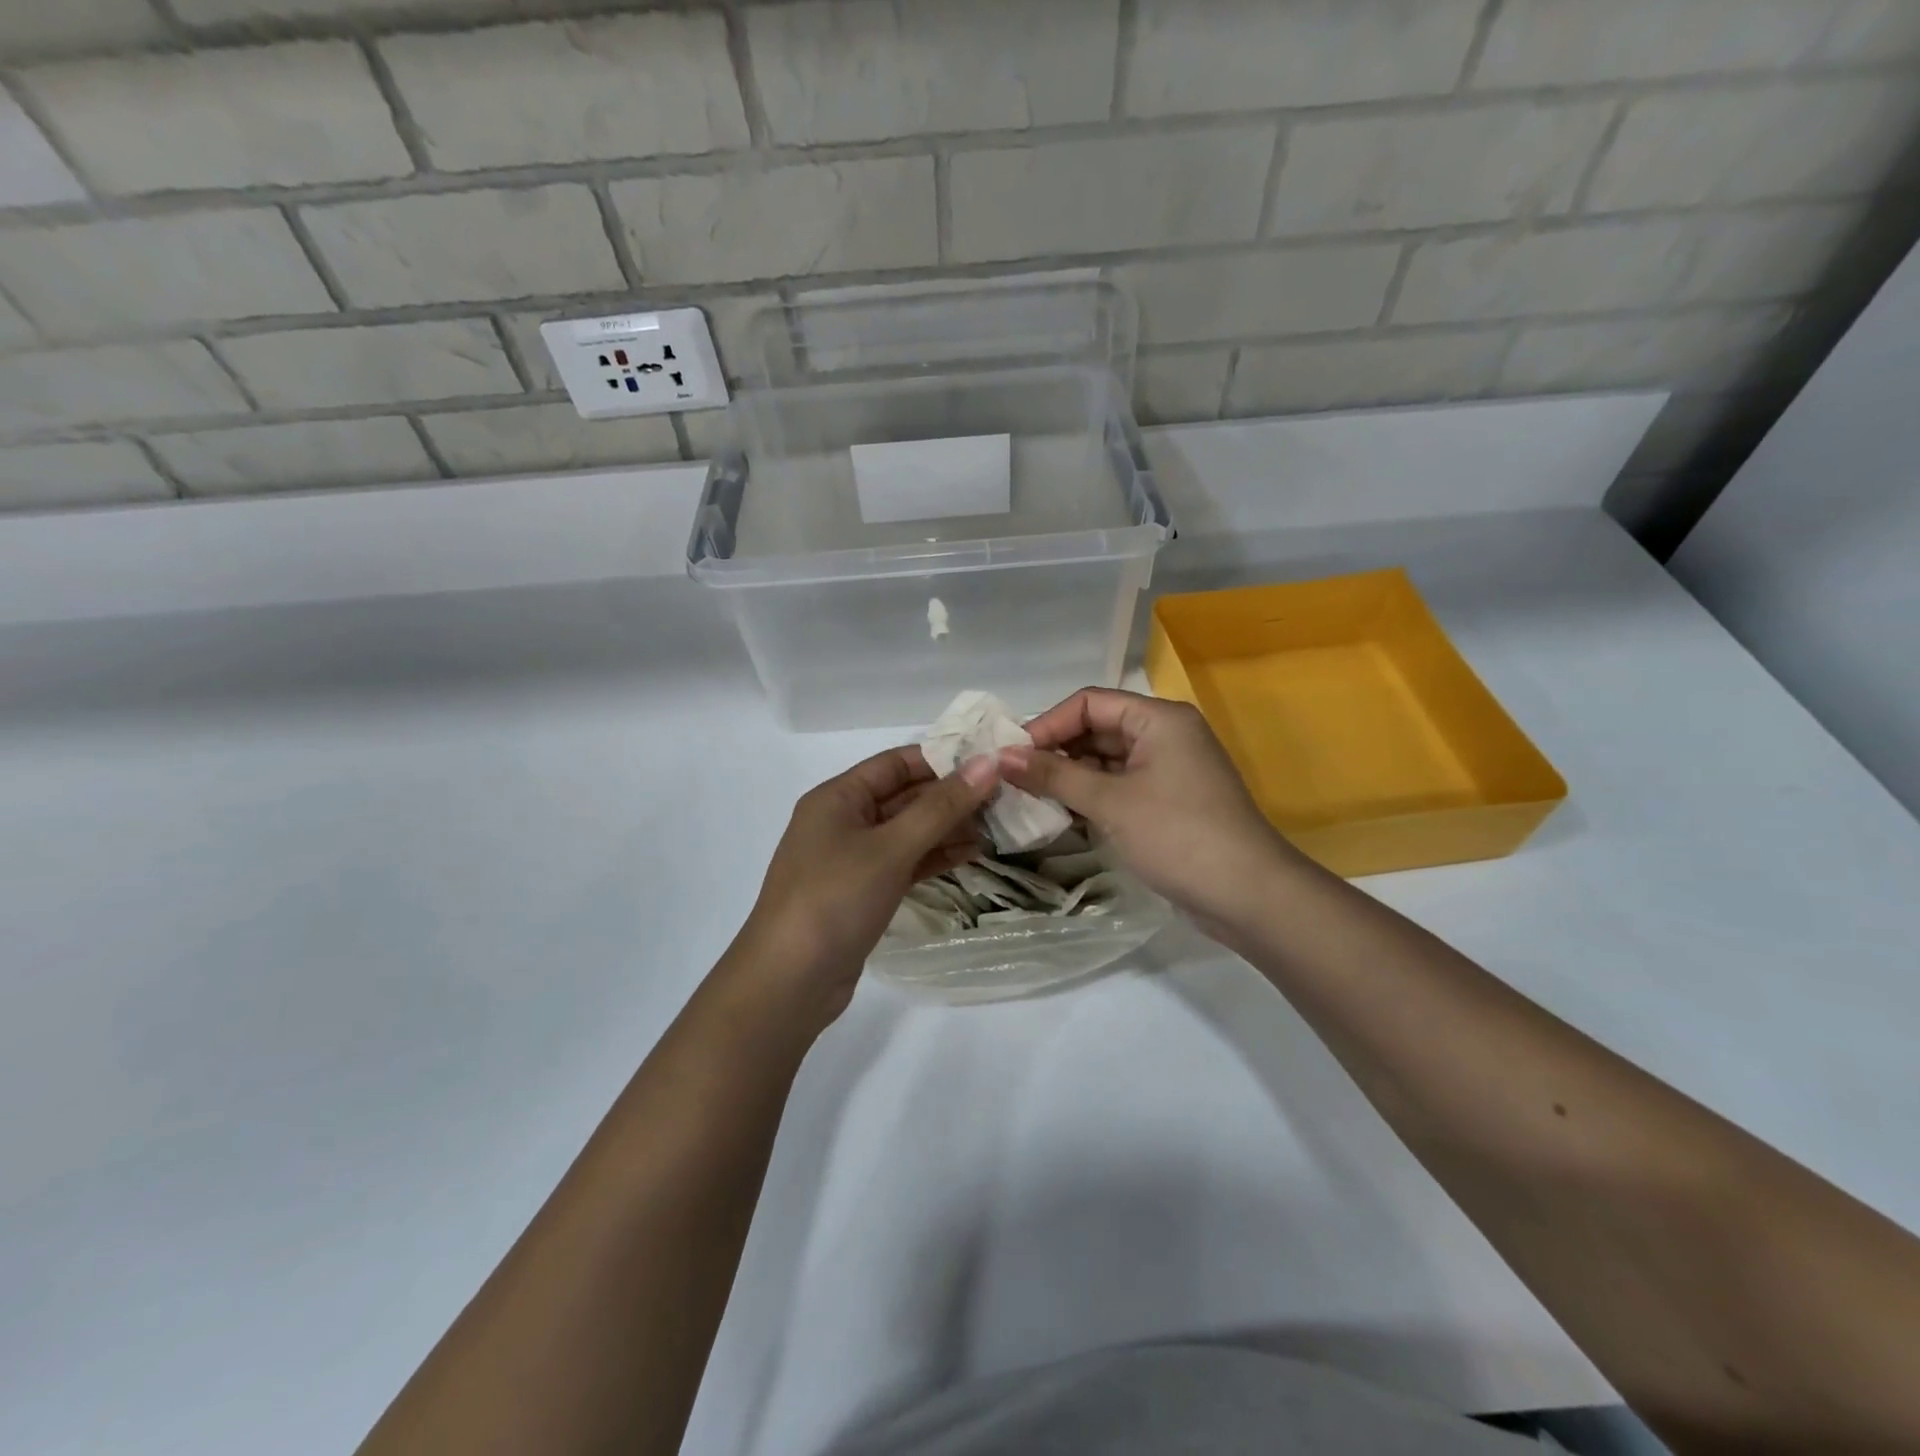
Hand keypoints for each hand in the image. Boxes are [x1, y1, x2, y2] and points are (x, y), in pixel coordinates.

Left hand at [727, 746, 998, 1025]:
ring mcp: (853, 859)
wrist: (789, 982)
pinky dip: (935, 857)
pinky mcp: (863, 892)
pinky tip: (972, 854)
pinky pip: (905, 862)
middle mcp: (843, 821)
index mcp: (838, 797)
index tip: (990, 761)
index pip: (896, 763)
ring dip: (948, 827)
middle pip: (904, 796)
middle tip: (1005, 795)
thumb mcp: (890, 848)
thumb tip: (988, 763)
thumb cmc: (835, 899)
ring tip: (998, 825)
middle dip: (951, 796)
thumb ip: (940, 807)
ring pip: (908, 831)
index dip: (942, 759)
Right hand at [998, 688, 1297, 933]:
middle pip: (1097, 729)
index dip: (1047, 724)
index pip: (1089, 703)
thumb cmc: (1177, 835)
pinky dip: (1092, 795)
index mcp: (1158, 718)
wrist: (1248, 896)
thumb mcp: (1110, 802)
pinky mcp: (1169, 801)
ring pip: (1107, 760)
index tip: (1012, 756)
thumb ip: (1054, 775)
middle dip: (1056, 752)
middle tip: (1014, 779)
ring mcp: (1169, 770)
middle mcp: (1165, 735)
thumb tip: (1002, 757)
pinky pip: (1120, 785)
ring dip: (1071, 776)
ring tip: (1031, 798)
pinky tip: (1063, 815)